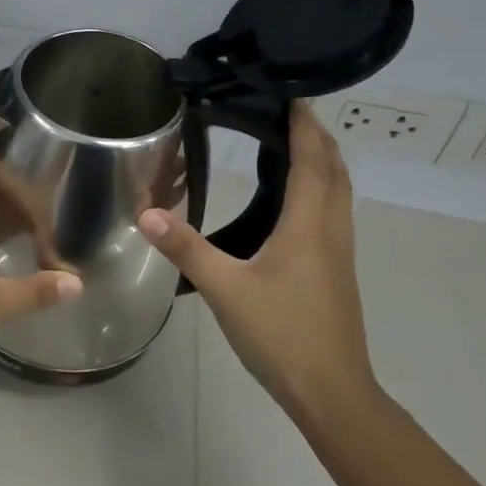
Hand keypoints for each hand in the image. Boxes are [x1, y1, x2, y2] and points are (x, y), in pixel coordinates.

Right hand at [137, 100, 374, 417]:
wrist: (332, 391)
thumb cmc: (281, 334)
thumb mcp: (225, 289)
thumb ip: (186, 248)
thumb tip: (146, 213)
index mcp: (308, 225)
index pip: (312, 160)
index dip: (305, 125)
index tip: (292, 94)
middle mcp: (331, 230)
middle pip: (334, 170)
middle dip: (317, 136)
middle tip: (288, 112)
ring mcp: (339, 252)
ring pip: (339, 192)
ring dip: (323, 162)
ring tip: (294, 145)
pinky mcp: (336, 271)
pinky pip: (334, 212)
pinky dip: (321, 189)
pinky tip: (296, 203)